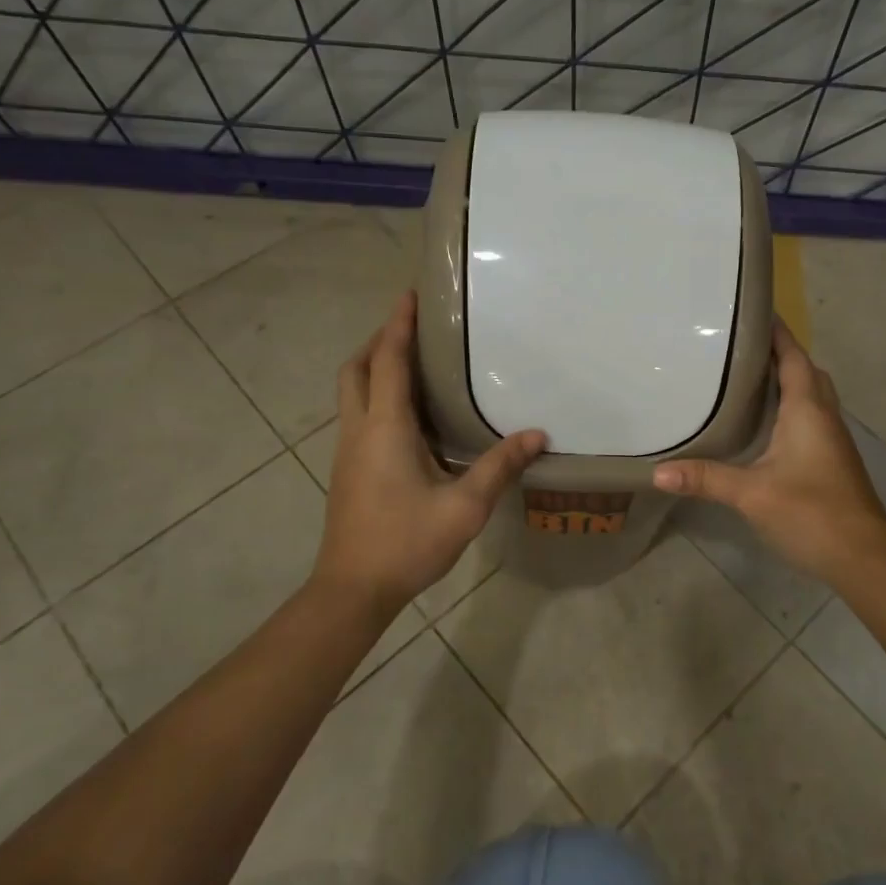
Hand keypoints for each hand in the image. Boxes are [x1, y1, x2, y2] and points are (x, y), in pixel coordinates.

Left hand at [311, 291, 544, 616]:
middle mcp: (359, 429)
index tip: (410, 294)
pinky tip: (409, 414)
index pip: (389, 361)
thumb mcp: (464, 507)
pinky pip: (359, 414)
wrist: (352, 590)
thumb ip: (499, 466)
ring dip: (376, 366)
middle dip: (380, 340)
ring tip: (415, 362)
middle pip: (357, 369)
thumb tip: (537, 435)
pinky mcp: (348, 469)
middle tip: (413, 328)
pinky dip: (376, 394)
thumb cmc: (406, 543)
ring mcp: (348, 450)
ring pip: (353, 391)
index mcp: (384, 428)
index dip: (398, 325)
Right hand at [654, 321, 885, 586]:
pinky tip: (765, 423)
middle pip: (805, 370)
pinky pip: (811, 417)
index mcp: (808, 409)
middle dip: (779, 353)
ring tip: (746, 377)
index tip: (750, 309)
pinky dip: (790, 406)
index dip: (776, 331)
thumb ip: (705, 478)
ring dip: (787, 379)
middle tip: (739, 346)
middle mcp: (824, 416)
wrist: (864, 557)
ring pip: (811, 394)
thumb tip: (657, 472)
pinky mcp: (831, 459)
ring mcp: (832, 439)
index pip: (793, 356)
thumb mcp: (751, 494)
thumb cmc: (811, 513)